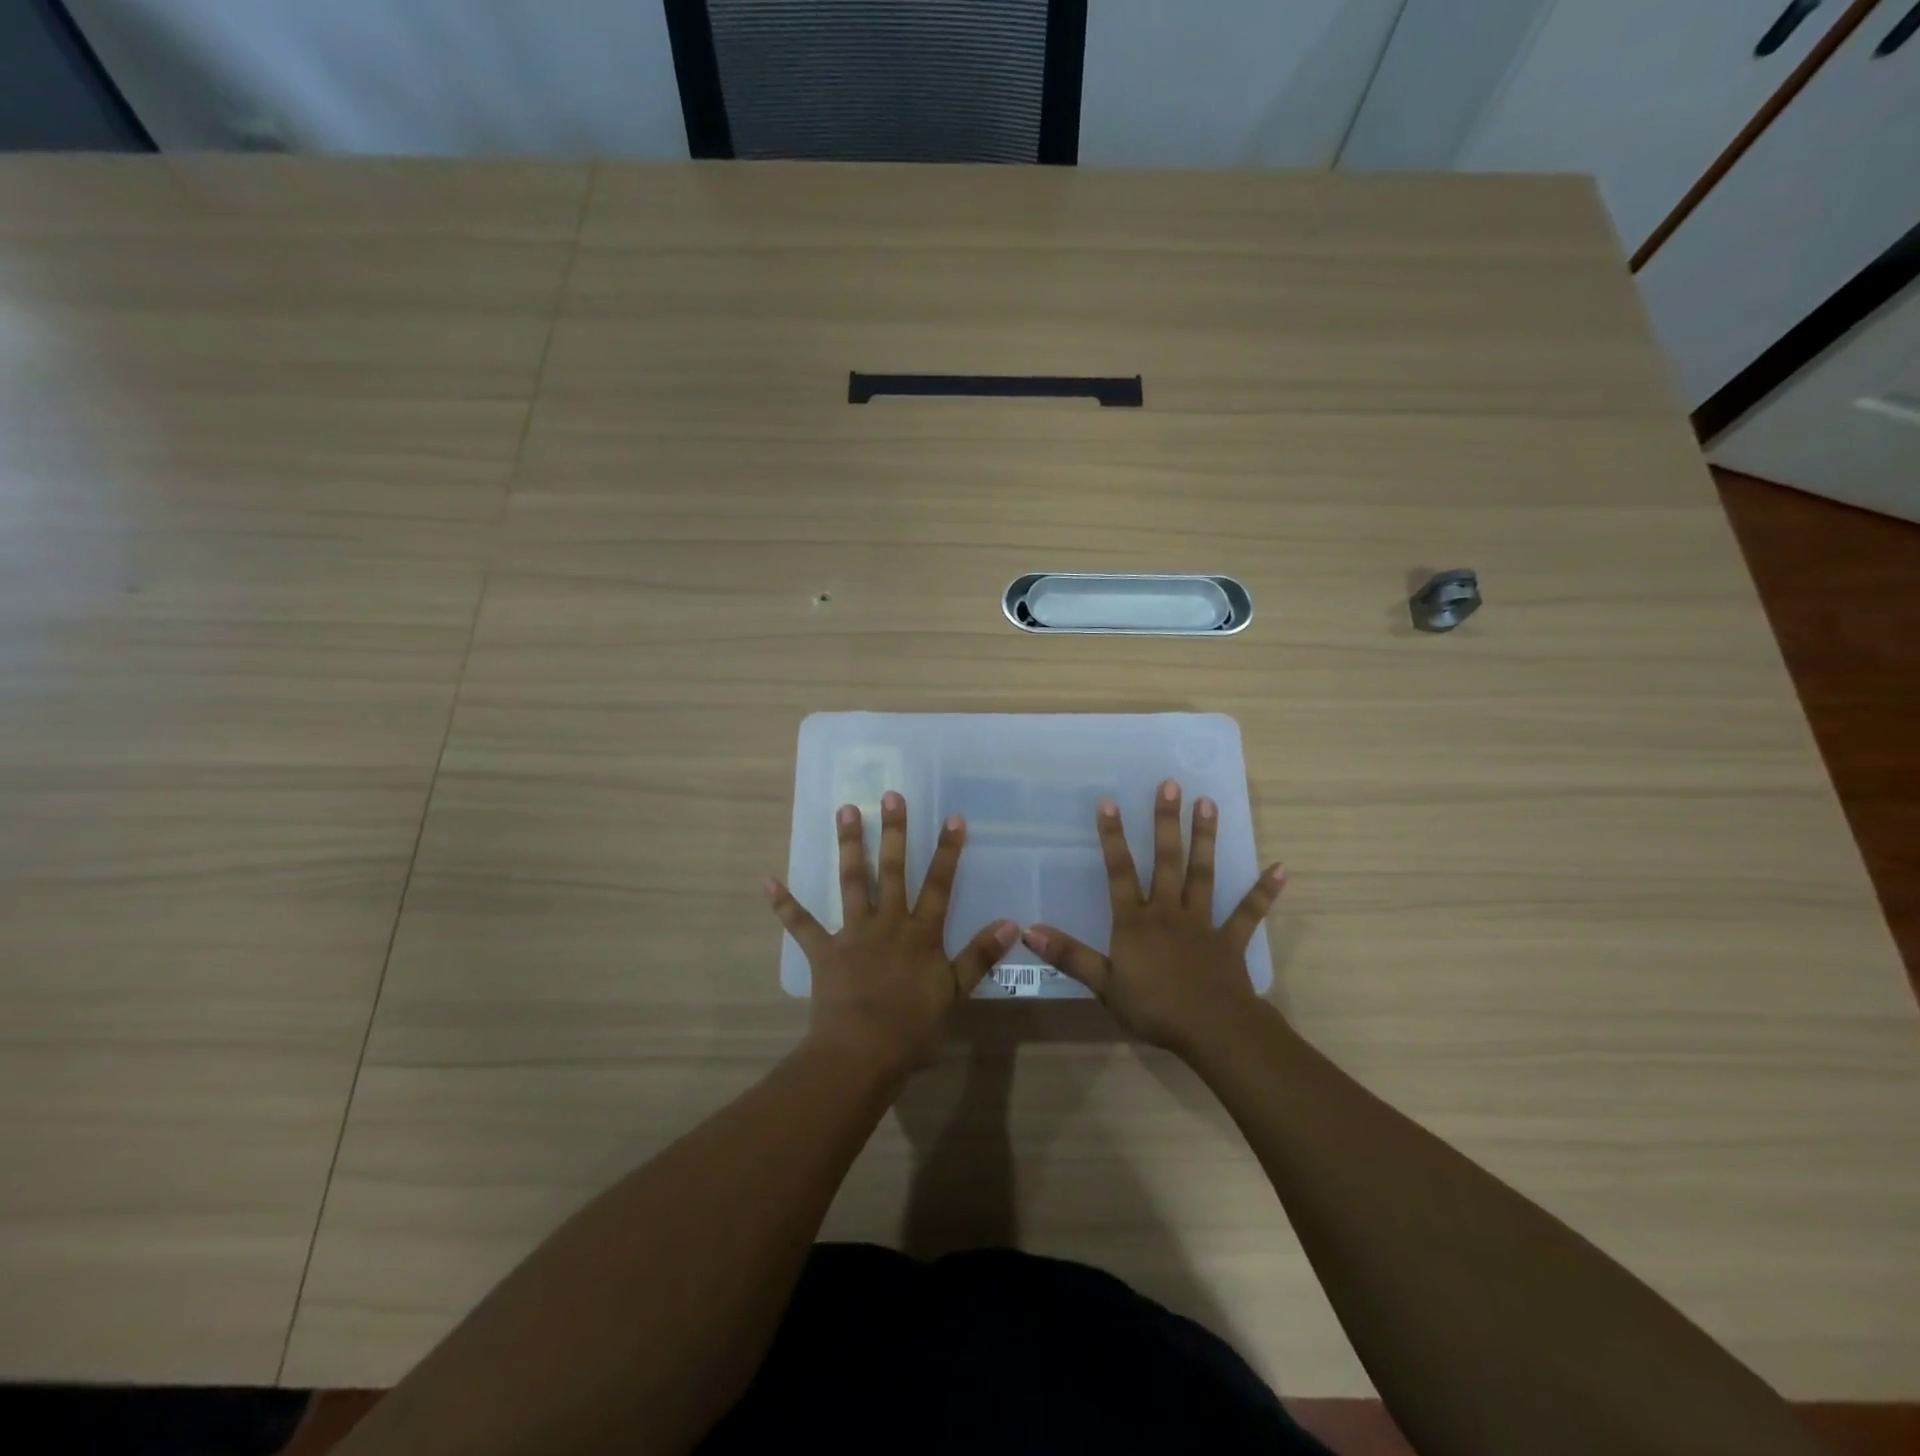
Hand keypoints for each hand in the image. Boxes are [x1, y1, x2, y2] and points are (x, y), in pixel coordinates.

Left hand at [767, 790, 1016, 1079]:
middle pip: (893, 870)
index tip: (952, 817)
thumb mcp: (955, 993)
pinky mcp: (823, 951)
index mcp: (920, 933)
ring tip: (846, 810)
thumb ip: (980, 956)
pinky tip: (768, 881)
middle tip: (890, 796)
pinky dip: (785, 903)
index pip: (939, 884)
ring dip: (850, 846)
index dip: (948, 851)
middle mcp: (887, 923)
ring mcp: (853, 933)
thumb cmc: (912, 1027)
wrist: (862, 1053)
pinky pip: (801, 924)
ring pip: (852, 882)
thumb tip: (1011, 923)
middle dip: (894, 832)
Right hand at [1021, 779, 1284, 1055]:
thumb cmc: (1154, 1008)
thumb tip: (1029, 931)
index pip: (1119, 872)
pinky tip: (1280, 869)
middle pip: (1166, 861)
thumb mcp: (1103, 985)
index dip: (1112, 837)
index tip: (1109, 802)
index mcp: (1136, 922)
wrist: (1212, 1031)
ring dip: (1205, 839)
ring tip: (1209, 804)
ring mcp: (1203, 923)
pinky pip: (1249, 913)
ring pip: (1203, 874)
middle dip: (1166, 822)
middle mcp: (1168, 912)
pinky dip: (1263, 892)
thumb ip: (1069, 955)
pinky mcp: (1230, 940)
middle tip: (1171, 785)